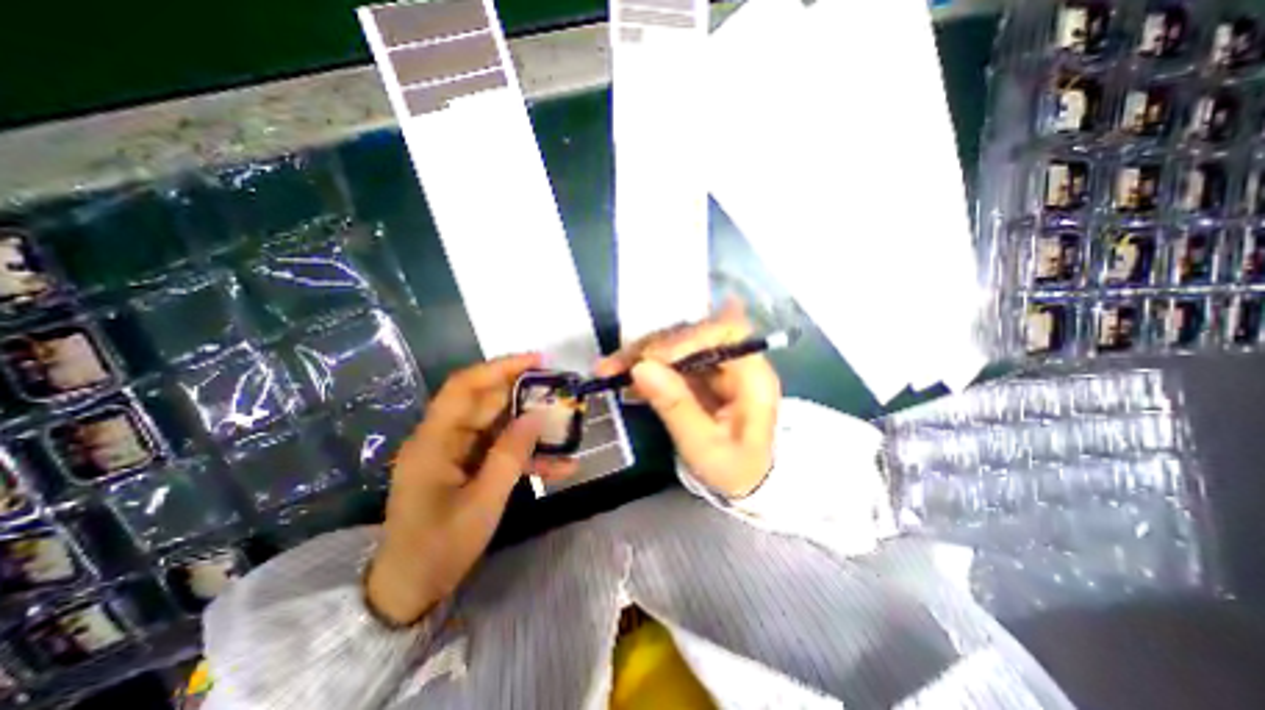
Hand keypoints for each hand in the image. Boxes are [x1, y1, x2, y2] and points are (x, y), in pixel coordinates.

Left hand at [366, 353, 576, 624]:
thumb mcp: (482, 502)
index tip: (538, 361)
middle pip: (487, 402)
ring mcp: (458, 454)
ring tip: (567, 425)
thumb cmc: (439, 547)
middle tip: (560, 391)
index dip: (500, 367)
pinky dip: (528, 455)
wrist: (410, 591)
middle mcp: (444, 439)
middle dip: (525, 394)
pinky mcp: (469, 467)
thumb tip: (536, 417)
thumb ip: (510, 455)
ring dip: (532, 426)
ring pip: (499, 426)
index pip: (465, 386)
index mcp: (435, 441)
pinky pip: (501, 451)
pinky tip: (561, 465)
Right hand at [597, 299, 782, 498]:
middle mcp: (735, 362)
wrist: (744, 482)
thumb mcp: (705, 448)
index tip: (651, 358)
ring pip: (676, 344)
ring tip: (608, 369)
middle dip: (651, 346)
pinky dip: (643, 365)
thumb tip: (642, 368)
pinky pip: (669, 360)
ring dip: (640, 353)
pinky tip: (620, 376)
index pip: (726, 333)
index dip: (688, 338)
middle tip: (615, 365)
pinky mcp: (698, 373)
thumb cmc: (733, 470)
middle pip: (694, 334)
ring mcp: (715, 366)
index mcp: (752, 377)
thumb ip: (677, 408)